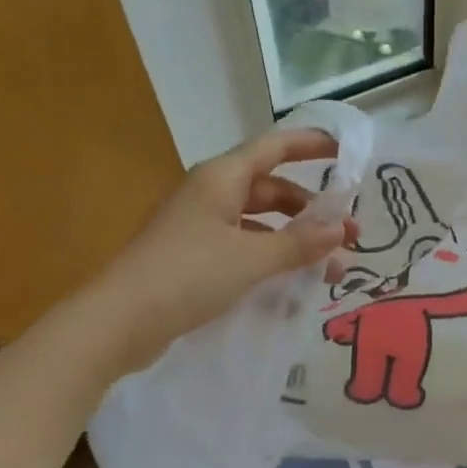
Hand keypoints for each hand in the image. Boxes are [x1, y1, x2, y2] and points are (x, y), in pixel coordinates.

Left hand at [105, 128, 356, 352]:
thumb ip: (300, 243)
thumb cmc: (187, 276)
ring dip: (294, 240)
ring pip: (259, 223)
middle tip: (348, 234)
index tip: (346, 151)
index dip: (311, 144)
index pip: (275, 146)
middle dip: (311, 210)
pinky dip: (270, 259)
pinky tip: (292, 286)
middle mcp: (210, 194)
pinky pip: (243, 247)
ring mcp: (199, 226)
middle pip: (271, 189)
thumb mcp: (251, 259)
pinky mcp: (192, 257)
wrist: (118, 323)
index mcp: (221, 178)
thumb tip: (340, 229)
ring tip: (329, 269)